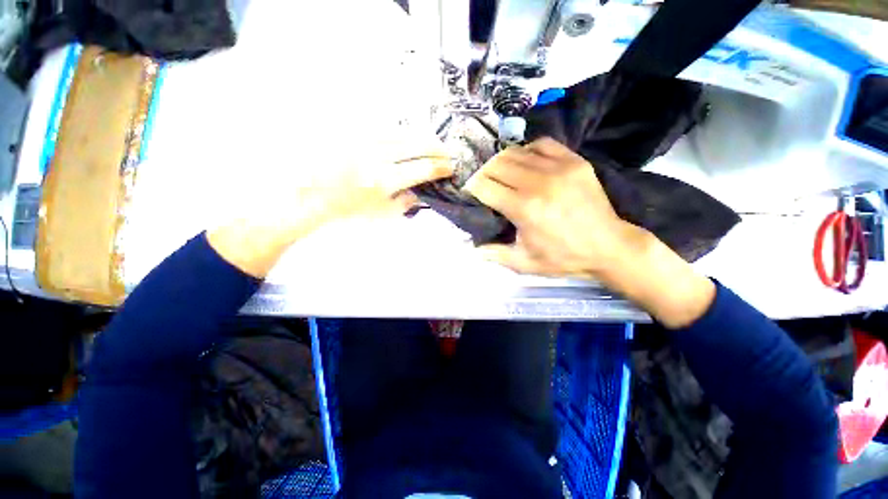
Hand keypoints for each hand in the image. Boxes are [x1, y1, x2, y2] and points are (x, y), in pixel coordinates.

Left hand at [208, 138, 453, 277]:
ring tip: (433, 142)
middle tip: (447, 151)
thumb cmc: (348, 210)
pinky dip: (401, 132)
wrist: (310, 195)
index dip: (440, 167)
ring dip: (421, 137)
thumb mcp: (382, 215)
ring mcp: (363, 141)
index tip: (450, 166)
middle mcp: (377, 157)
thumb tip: (422, 190)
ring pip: (402, 133)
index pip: (422, 169)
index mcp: (385, 181)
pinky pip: (384, 128)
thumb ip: (406, 202)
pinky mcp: (353, 133)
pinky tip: (408, 137)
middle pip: (416, 145)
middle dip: (436, 148)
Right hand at [464, 137, 635, 278]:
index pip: (483, 186)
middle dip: (484, 173)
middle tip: (486, 184)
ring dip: (502, 162)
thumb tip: (472, 248)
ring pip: (515, 152)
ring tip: (503, 174)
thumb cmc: (563, 257)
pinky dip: (528, 151)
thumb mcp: (524, 263)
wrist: (608, 246)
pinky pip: (542, 144)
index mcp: (523, 208)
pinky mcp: (574, 161)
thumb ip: (494, 254)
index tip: (471, 192)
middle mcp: (537, 183)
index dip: (472, 187)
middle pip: (495, 164)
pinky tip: (528, 163)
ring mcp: (558, 168)